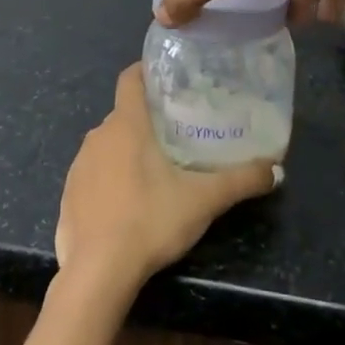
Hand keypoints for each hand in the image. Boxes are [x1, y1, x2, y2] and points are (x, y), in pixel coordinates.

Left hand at [55, 65, 280, 297]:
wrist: (97, 272)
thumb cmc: (150, 220)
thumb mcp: (203, 200)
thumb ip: (241, 181)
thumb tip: (276, 170)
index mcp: (126, 124)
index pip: (129, 79)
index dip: (146, 71)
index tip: (168, 78)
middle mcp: (97, 136)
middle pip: (124, 114)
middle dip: (148, 119)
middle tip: (179, 132)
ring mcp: (79, 165)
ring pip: (108, 145)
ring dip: (128, 151)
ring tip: (157, 169)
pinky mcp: (68, 195)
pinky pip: (93, 175)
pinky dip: (110, 179)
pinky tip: (129, 204)